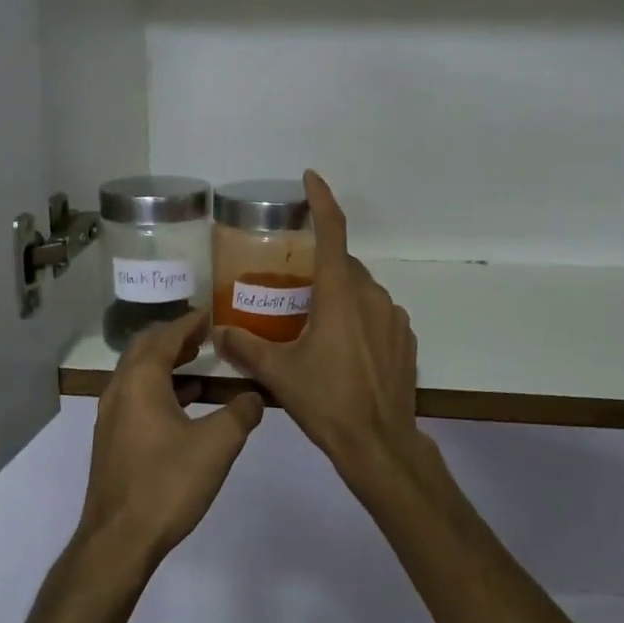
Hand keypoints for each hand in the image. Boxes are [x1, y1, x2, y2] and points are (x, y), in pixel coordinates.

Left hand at [79, 309, 263, 566]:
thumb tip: (256, 396)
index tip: (212, 313)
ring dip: (167, 363)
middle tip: (204, 334)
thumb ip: (241, 414)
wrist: (118, 540)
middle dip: (175, 337)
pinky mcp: (112, 441)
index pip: (166, 336)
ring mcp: (111, 417)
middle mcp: (119, 390)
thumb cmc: (167, 484)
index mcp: (140, 381)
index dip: (190, 323)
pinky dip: (161, 388)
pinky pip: (137, 397)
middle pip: (145, 349)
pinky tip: (185, 403)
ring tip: (199, 362)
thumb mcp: (217, 445)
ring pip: (139, 374)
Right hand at [214, 170, 438, 497]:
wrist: (379, 444)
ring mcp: (394, 317)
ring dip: (339, 296)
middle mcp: (371, 296)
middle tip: (292, 292)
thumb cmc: (326, 402)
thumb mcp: (279, 374)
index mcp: (339, 295)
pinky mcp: (405, 339)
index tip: (311, 178)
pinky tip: (344, 350)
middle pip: (342, 265)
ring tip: (315, 327)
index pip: (332, 232)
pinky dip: (359, 319)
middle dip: (319, 269)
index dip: (321, 200)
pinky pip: (378, 314)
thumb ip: (245, 347)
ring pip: (361, 290)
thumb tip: (218, 331)